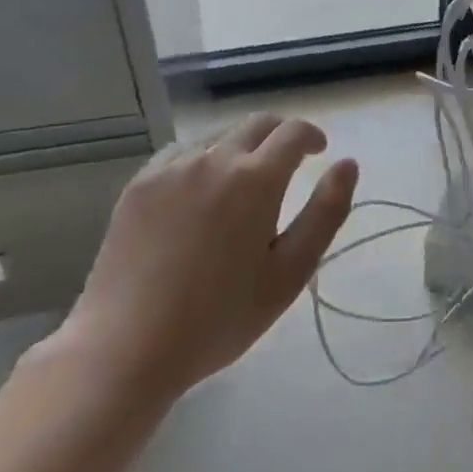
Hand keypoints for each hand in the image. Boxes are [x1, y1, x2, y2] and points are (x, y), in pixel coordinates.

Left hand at [44, 114, 356, 404]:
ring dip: (242, 146)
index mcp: (255, 178)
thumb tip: (348, 164)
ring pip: (219, 136)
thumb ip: (326, 212)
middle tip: (289, 163)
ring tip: (244, 181)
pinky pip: (181, 153)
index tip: (319, 151)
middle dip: (280, 135)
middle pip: (257, 123)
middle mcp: (214, 158)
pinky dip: (203, 159)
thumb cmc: (219, 317)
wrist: (124, 347)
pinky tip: (200, 191)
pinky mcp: (139, 184)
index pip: (293, 132)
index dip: (312, 136)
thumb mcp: (289, 273)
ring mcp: (171, 168)